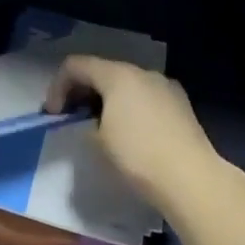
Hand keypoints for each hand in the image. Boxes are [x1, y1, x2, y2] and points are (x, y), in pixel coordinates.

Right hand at [45, 56, 224, 212]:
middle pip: (102, 71)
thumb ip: (85, 124)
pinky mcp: (181, 104)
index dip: (57, 86)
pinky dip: (130, 107)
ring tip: (101, 127)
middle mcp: (142, 72)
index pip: (76, 65)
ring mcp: (165, 86)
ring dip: (107, 99)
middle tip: (71, 118)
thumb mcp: (98, 141)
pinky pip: (146, 97)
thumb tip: (90, 123)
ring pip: (126, 84)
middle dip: (82, 91)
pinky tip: (132, 133)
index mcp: (117, 75)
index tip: (53, 114)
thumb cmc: (138, 156)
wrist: (192, 179)